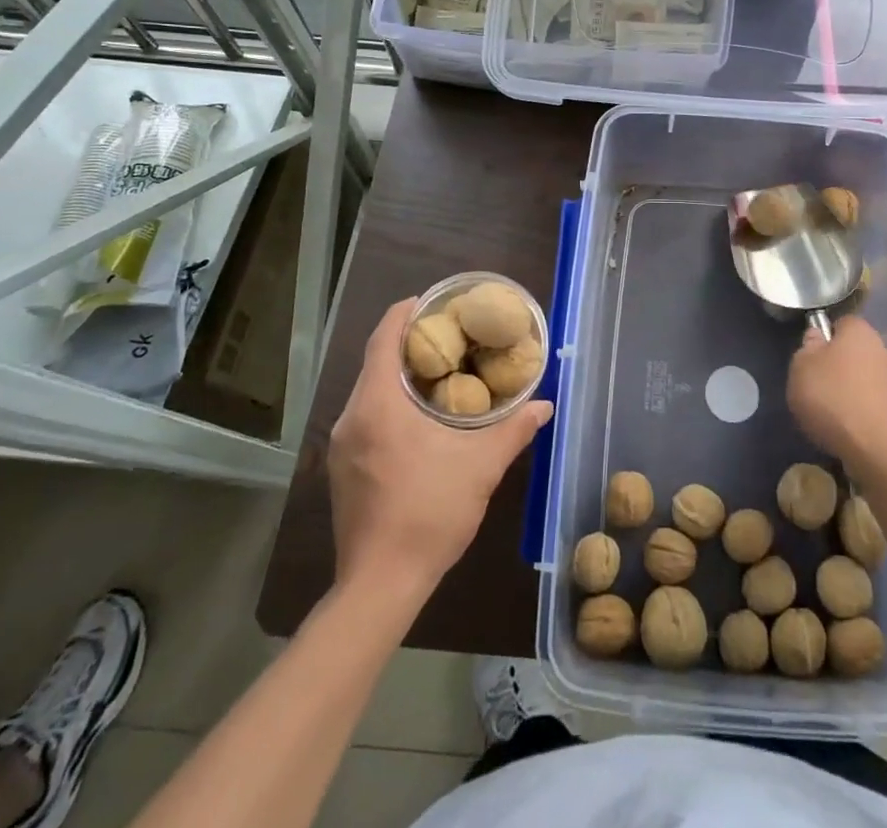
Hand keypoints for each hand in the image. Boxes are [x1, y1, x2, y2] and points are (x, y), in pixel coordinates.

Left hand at [329, 298, 552, 598]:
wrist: (380, 585)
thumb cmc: (429, 513)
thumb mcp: (481, 466)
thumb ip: (514, 429)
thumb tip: (544, 405)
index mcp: (378, 405)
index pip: (383, 339)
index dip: (404, 313)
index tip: (430, 302)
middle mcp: (351, 418)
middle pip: (376, 362)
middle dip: (408, 344)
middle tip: (449, 335)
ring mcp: (341, 446)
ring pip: (370, 392)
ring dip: (400, 376)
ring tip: (441, 372)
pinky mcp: (342, 470)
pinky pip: (366, 418)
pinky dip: (391, 404)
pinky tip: (421, 419)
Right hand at [788, 315, 886, 478]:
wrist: (880, 452)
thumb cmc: (833, 400)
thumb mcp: (801, 368)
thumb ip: (806, 348)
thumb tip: (817, 338)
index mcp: (860, 331)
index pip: (841, 323)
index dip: (824, 338)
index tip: (810, 359)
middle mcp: (884, 350)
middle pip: (855, 352)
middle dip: (839, 366)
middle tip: (817, 388)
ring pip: (867, 379)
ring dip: (853, 391)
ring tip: (833, 415)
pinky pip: (877, 404)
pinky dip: (864, 413)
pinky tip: (851, 431)